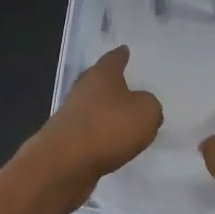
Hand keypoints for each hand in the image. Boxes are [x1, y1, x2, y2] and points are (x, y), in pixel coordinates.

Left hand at [27, 46, 163, 205]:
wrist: (64, 163)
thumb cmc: (108, 128)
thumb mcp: (146, 112)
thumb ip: (150, 105)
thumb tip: (143, 106)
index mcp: (102, 75)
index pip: (113, 59)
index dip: (121, 55)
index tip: (125, 49)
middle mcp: (83, 90)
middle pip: (99, 82)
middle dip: (112, 83)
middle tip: (128, 83)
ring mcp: (72, 115)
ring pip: (94, 107)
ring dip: (107, 112)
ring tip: (125, 117)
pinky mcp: (67, 140)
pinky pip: (90, 132)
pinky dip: (101, 135)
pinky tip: (113, 143)